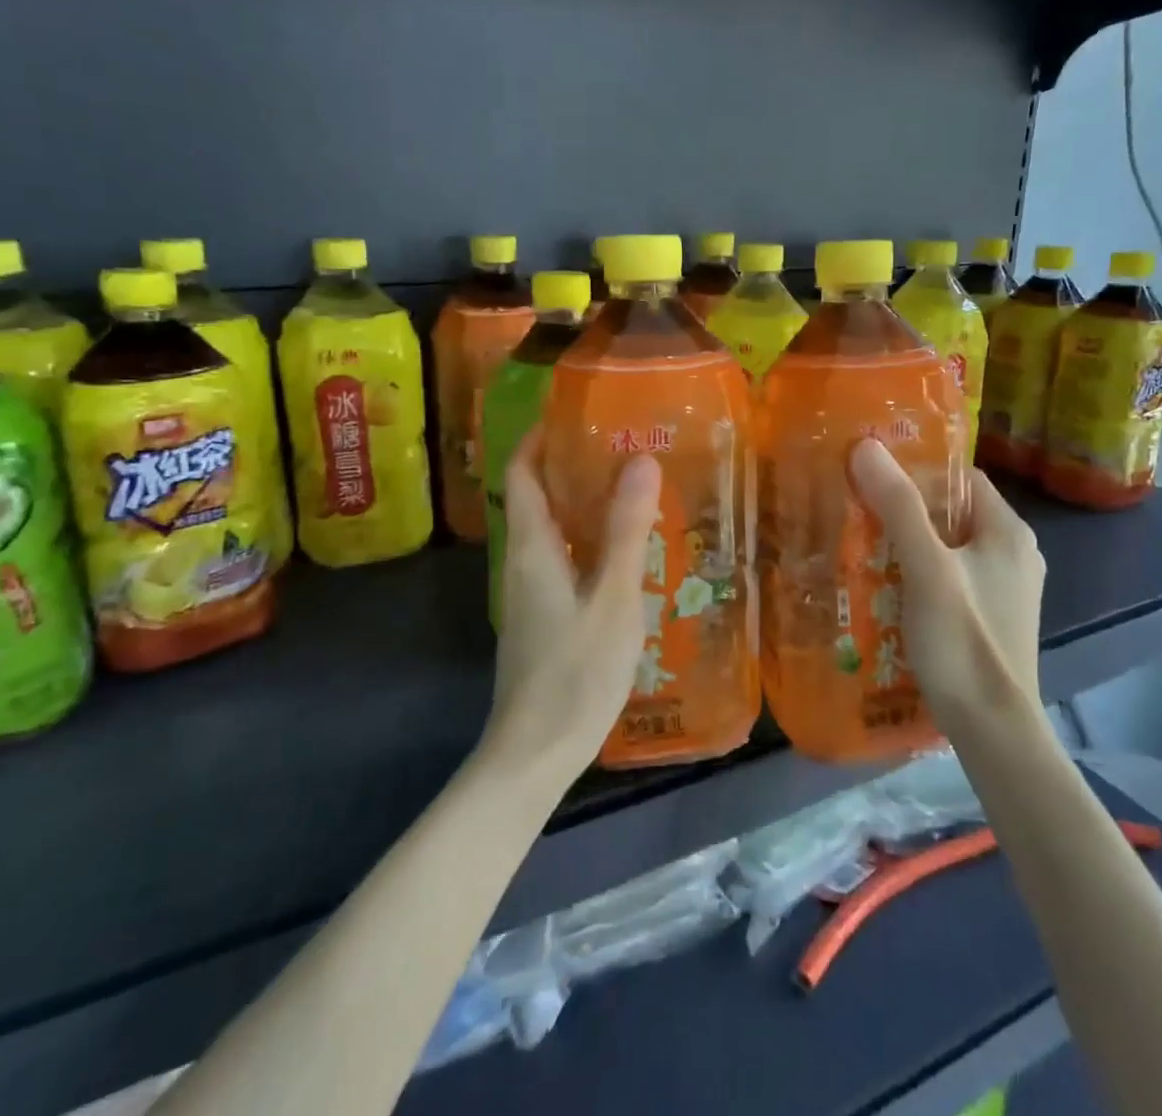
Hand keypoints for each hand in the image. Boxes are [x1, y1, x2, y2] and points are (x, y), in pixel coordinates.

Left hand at [486, 429, 662, 777]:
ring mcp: (529, 591)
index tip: (575, 410)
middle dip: (569, 463)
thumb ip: (626, 530)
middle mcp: (523, 560)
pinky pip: (561, 556)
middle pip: (536, 495)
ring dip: (581, 501)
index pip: (521, 472)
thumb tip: (639, 460)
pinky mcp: (542, 615)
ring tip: (630, 485)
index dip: (539, 436)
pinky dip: (586, 537)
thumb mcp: (613, 597)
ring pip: (550, 528)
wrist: (535, 751)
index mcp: (532, 546)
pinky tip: (624, 548)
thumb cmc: (575, 670)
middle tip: (620, 442)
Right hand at [850, 438, 1045, 722]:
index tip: (871, 471)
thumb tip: (866, 446)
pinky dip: (918, 572)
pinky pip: (950, 577)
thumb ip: (898, 506)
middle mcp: (1014, 552)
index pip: (961, 477)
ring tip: (860, 542)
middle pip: (951, 511)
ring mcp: (1005, 587)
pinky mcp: (991, 616)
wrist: (993, 730)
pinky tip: (884, 584)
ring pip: (948, 546)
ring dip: (907, 542)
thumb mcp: (926, 567)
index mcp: (1008, 530)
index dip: (917, 468)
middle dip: (904, 508)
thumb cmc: (964, 640)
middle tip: (855, 506)